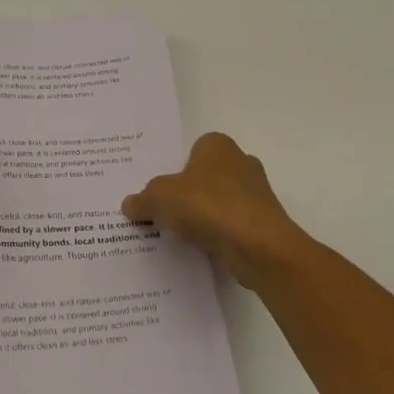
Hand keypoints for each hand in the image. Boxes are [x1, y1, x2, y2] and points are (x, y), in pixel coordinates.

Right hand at [121, 132, 308, 286]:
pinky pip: (231, 226)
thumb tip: (130, 204)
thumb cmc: (207, 205)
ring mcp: (256, 194)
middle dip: (187, 193)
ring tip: (177, 235)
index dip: (174, 169)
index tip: (158, 191)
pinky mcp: (263, 223)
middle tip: (162, 212)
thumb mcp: (159, 198)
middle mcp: (241, 162)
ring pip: (219, 202)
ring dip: (202, 216)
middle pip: (205, 177)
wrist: (257, 245)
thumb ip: (142, 200)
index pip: (192, 151)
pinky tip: (199, 248)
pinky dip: (217, 235)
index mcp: (217, 145)